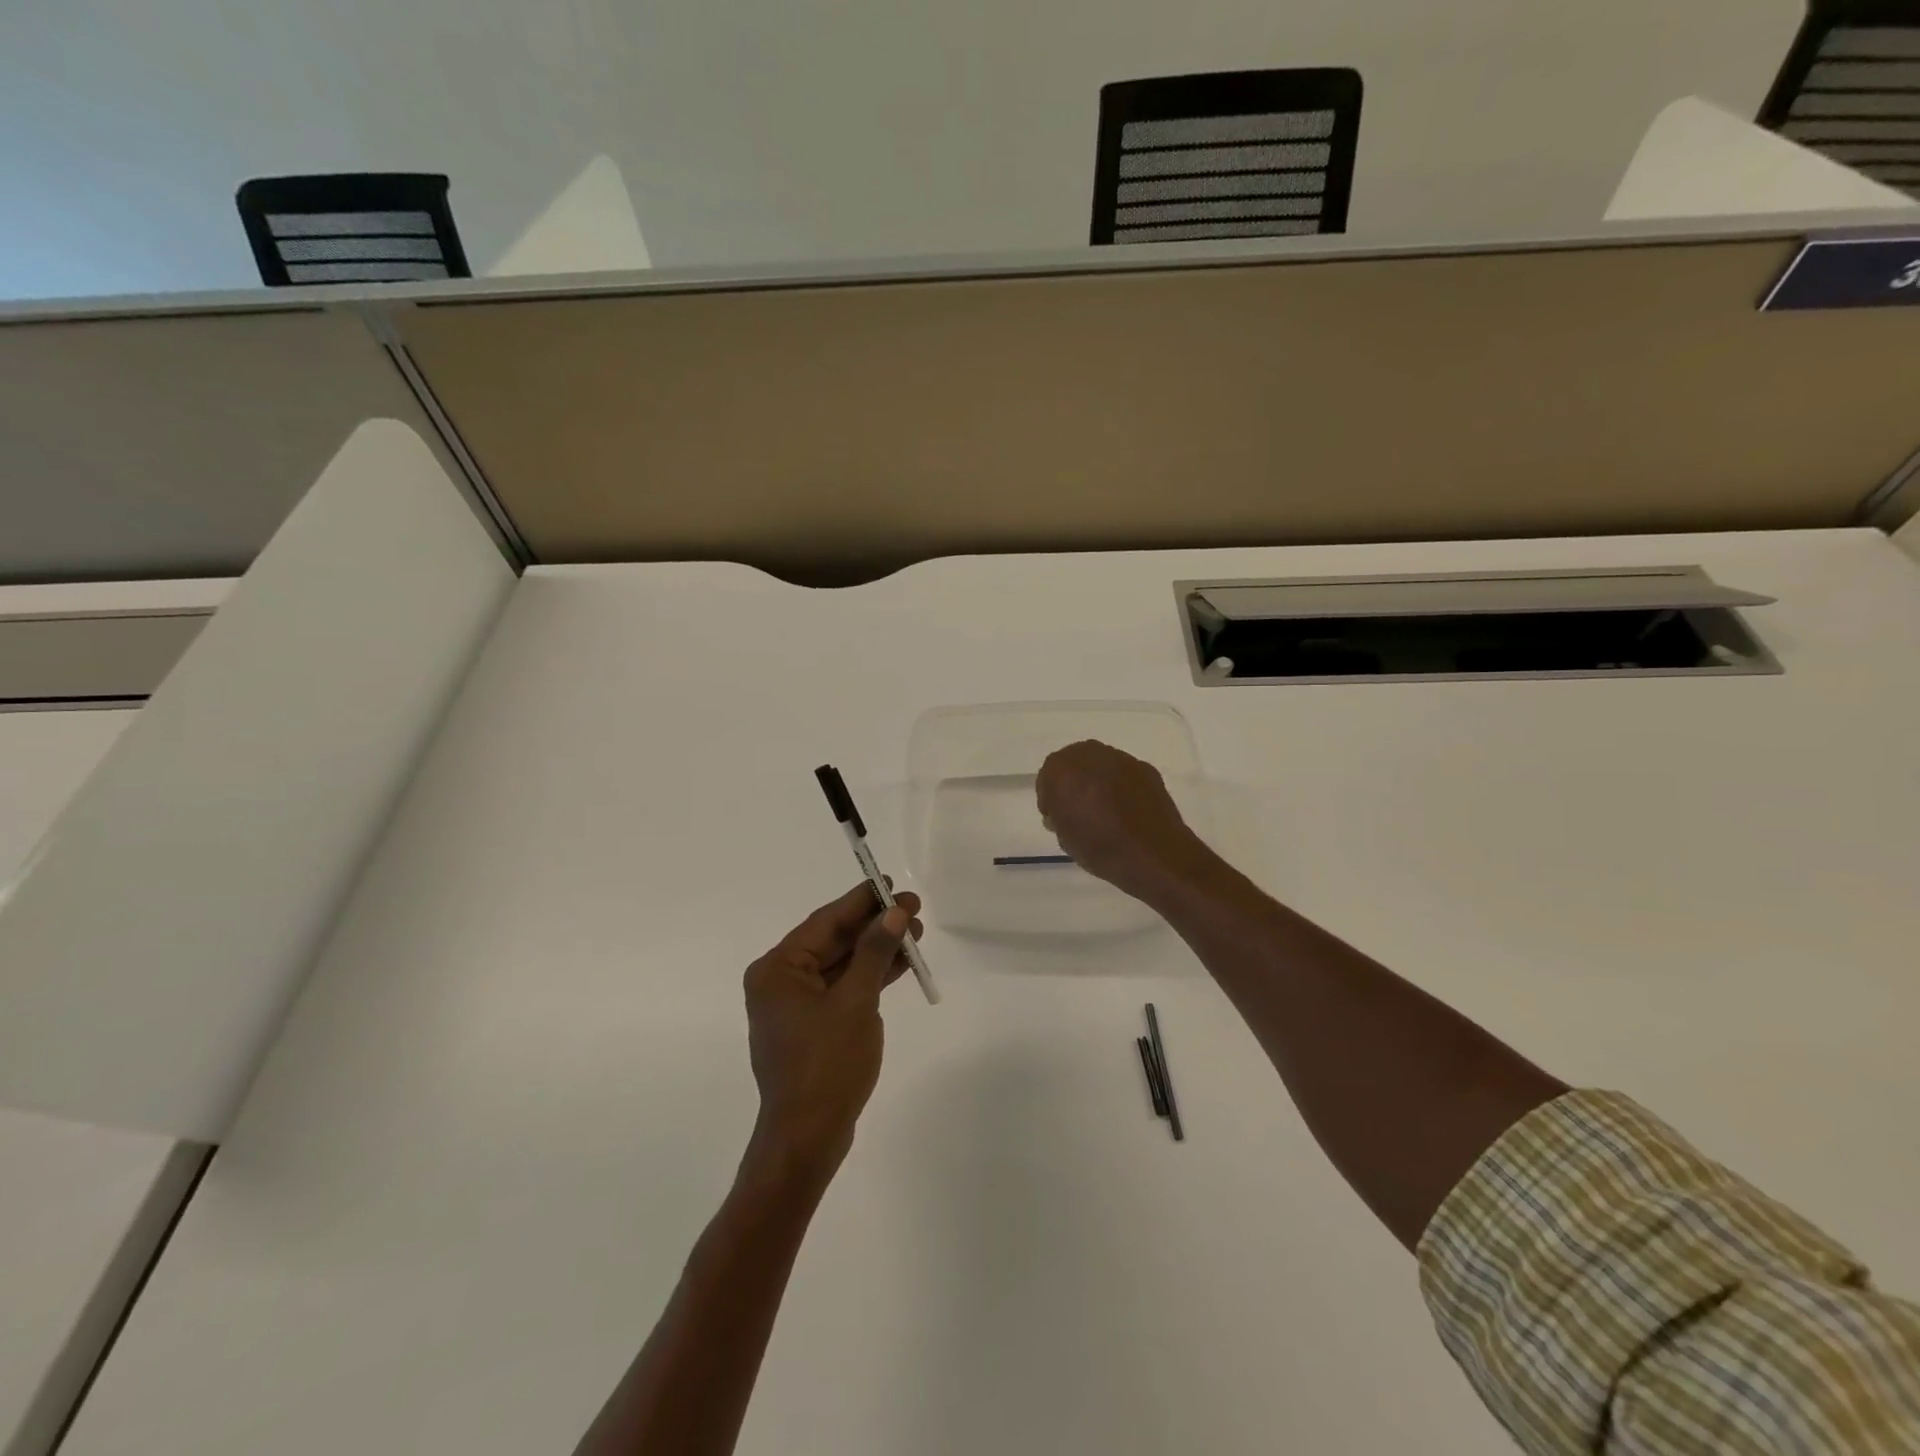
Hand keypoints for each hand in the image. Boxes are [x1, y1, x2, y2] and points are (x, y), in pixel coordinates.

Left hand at [742, 883, 922, 1178]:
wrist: (808, 1138)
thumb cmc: (827, 1065)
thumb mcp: (856, 1002)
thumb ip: (874, 952)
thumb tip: (894, 912)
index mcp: (778, 969)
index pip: (826, 922)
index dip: (862, 901)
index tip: (893, 885)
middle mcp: (781, 981)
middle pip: (834, 940)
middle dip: (875, 925)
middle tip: (915, 908)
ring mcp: (797, 1005)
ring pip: (842, 964)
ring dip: (878, 949)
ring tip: (916, 931)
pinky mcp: (814, 1025)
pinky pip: (844, 988)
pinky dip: (870, 976)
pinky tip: (902, 962)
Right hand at [1035, 740, 1210, 902]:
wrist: (1154, 854)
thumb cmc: (1101, 848)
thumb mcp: (1065, 838)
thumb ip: (1058, 816)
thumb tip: (1063, 810)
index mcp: (1063, 769)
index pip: (1047, 776)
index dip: (1050, 797)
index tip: (1056, 816)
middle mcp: (1091, 755)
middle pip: (1073, 763)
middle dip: (1073, 782)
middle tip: (1077, 809)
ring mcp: (1122, 759)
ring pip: (1100, 765)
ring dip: (1097, 781)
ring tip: (1104, 810)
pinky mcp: (1145, 768)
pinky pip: (1123, 773)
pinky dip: (1120, 786)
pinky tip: (1126, 810)